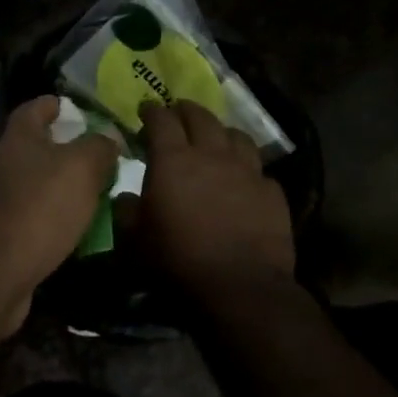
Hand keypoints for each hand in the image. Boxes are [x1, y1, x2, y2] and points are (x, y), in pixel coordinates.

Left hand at [0, 97, 120, 325]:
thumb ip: (98, 147)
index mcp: (18, 139)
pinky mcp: (1, 237)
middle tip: (105, 159)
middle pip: (37, 148)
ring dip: (65, 190)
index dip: (58, 105)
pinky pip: (36, 220)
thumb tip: (108, 137)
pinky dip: (57, 222)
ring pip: (38, 186)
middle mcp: (2, 165)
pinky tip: (81, 233)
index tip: (83, 110)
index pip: (36, 108)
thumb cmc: (38, 208)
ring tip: (101, 196)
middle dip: (69, 151)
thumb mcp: (81, 168)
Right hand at [133, 100, 294, 290]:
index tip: (145, 109)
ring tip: (215, 138)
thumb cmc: (177, 261)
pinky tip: (243, 179)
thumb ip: (126, 212)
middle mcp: (212, 155)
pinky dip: (246, 167)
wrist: (239, 287)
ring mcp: (247, 171)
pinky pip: (258, 169)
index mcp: (173, 160)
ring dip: (220, 131)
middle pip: (201, 117)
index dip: (151, 111)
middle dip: (185, 110)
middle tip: (177, 113)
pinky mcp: (272, 192)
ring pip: (236, 135)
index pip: (161, 120)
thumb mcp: (134, 240)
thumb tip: (126, 197)